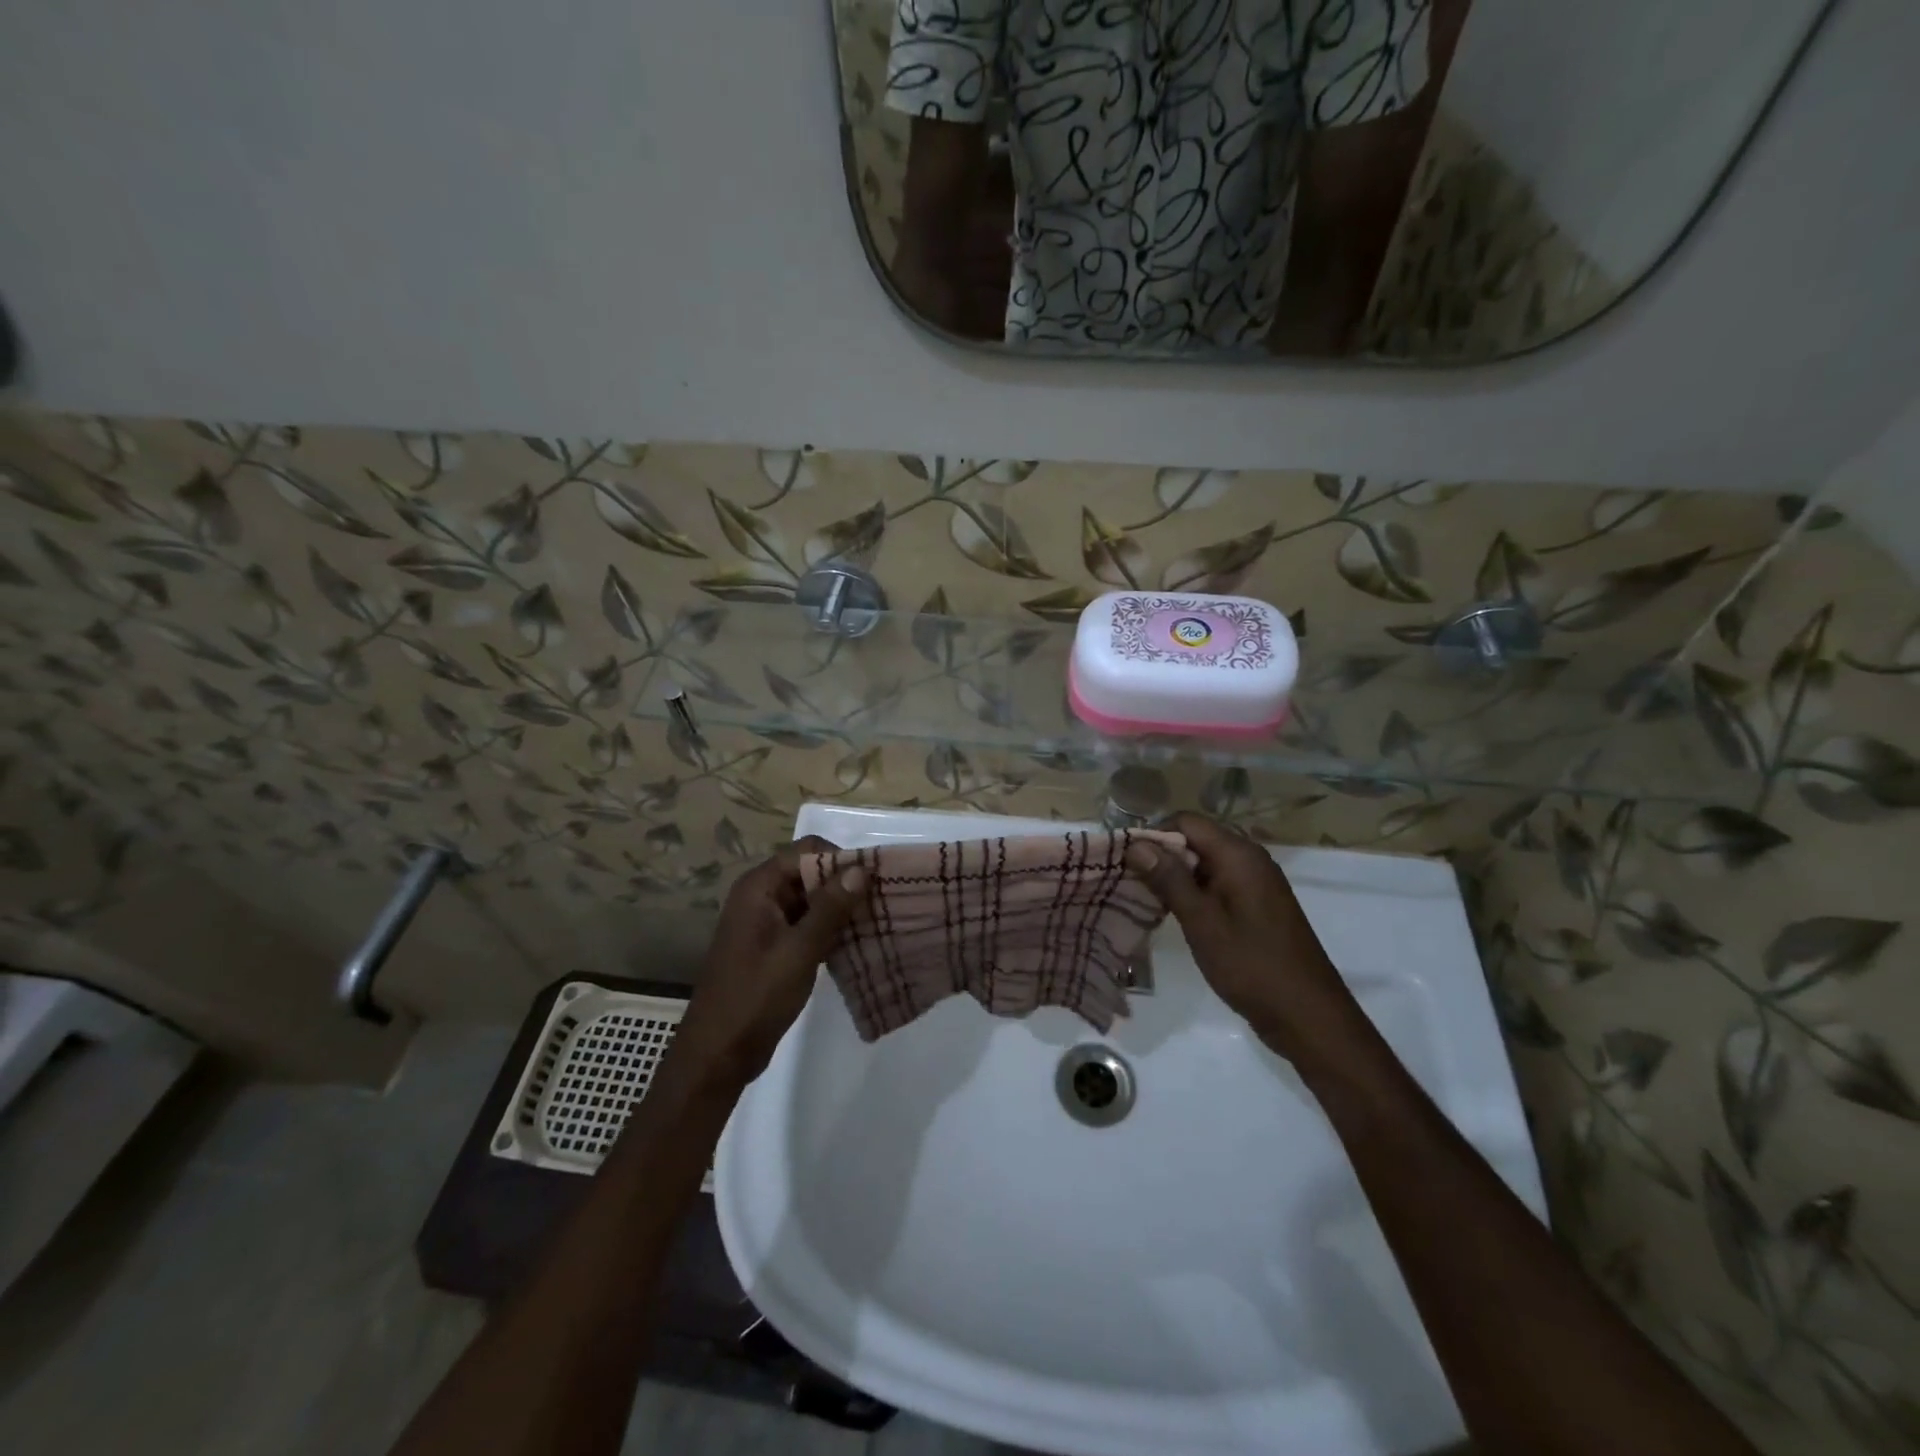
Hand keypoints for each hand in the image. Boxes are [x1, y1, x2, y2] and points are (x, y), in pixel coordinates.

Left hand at [661, 837, 865, 1098]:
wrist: (718, 1055)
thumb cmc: (755, 998)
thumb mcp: (798, 951)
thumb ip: (830, 908)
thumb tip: (862, 868)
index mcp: (759, 887)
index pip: (808, 851)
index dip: (842, 860)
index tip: (875, 880)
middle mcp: (761, 896)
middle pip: (811, 872)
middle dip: (846, 884)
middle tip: (884, 901)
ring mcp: (767, 922)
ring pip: (813, 899)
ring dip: (842, 908)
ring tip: (879, 920)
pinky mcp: (775, 946)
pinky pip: (809, 923)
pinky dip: (832, 928)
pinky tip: (860, 941)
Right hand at [1127, 813, 1365, 1069]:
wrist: (1308, 1017)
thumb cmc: (1252, 966)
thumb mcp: (1202, 922)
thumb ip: (1169, 879)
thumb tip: (1136, 843)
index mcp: (1239, 855)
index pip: (1186, 822)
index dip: (1153, 835)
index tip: (1126, 861)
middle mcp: (1250, 860)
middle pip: (1196, 840)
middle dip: (1162, 856)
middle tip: (1130, 882)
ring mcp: (1256, 883)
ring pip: (1205, 864)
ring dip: (1175, 877)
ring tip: (1145, 900)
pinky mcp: (1257, 906)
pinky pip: (1218, 884)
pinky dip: (1194, 893)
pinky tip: (1175, 915)